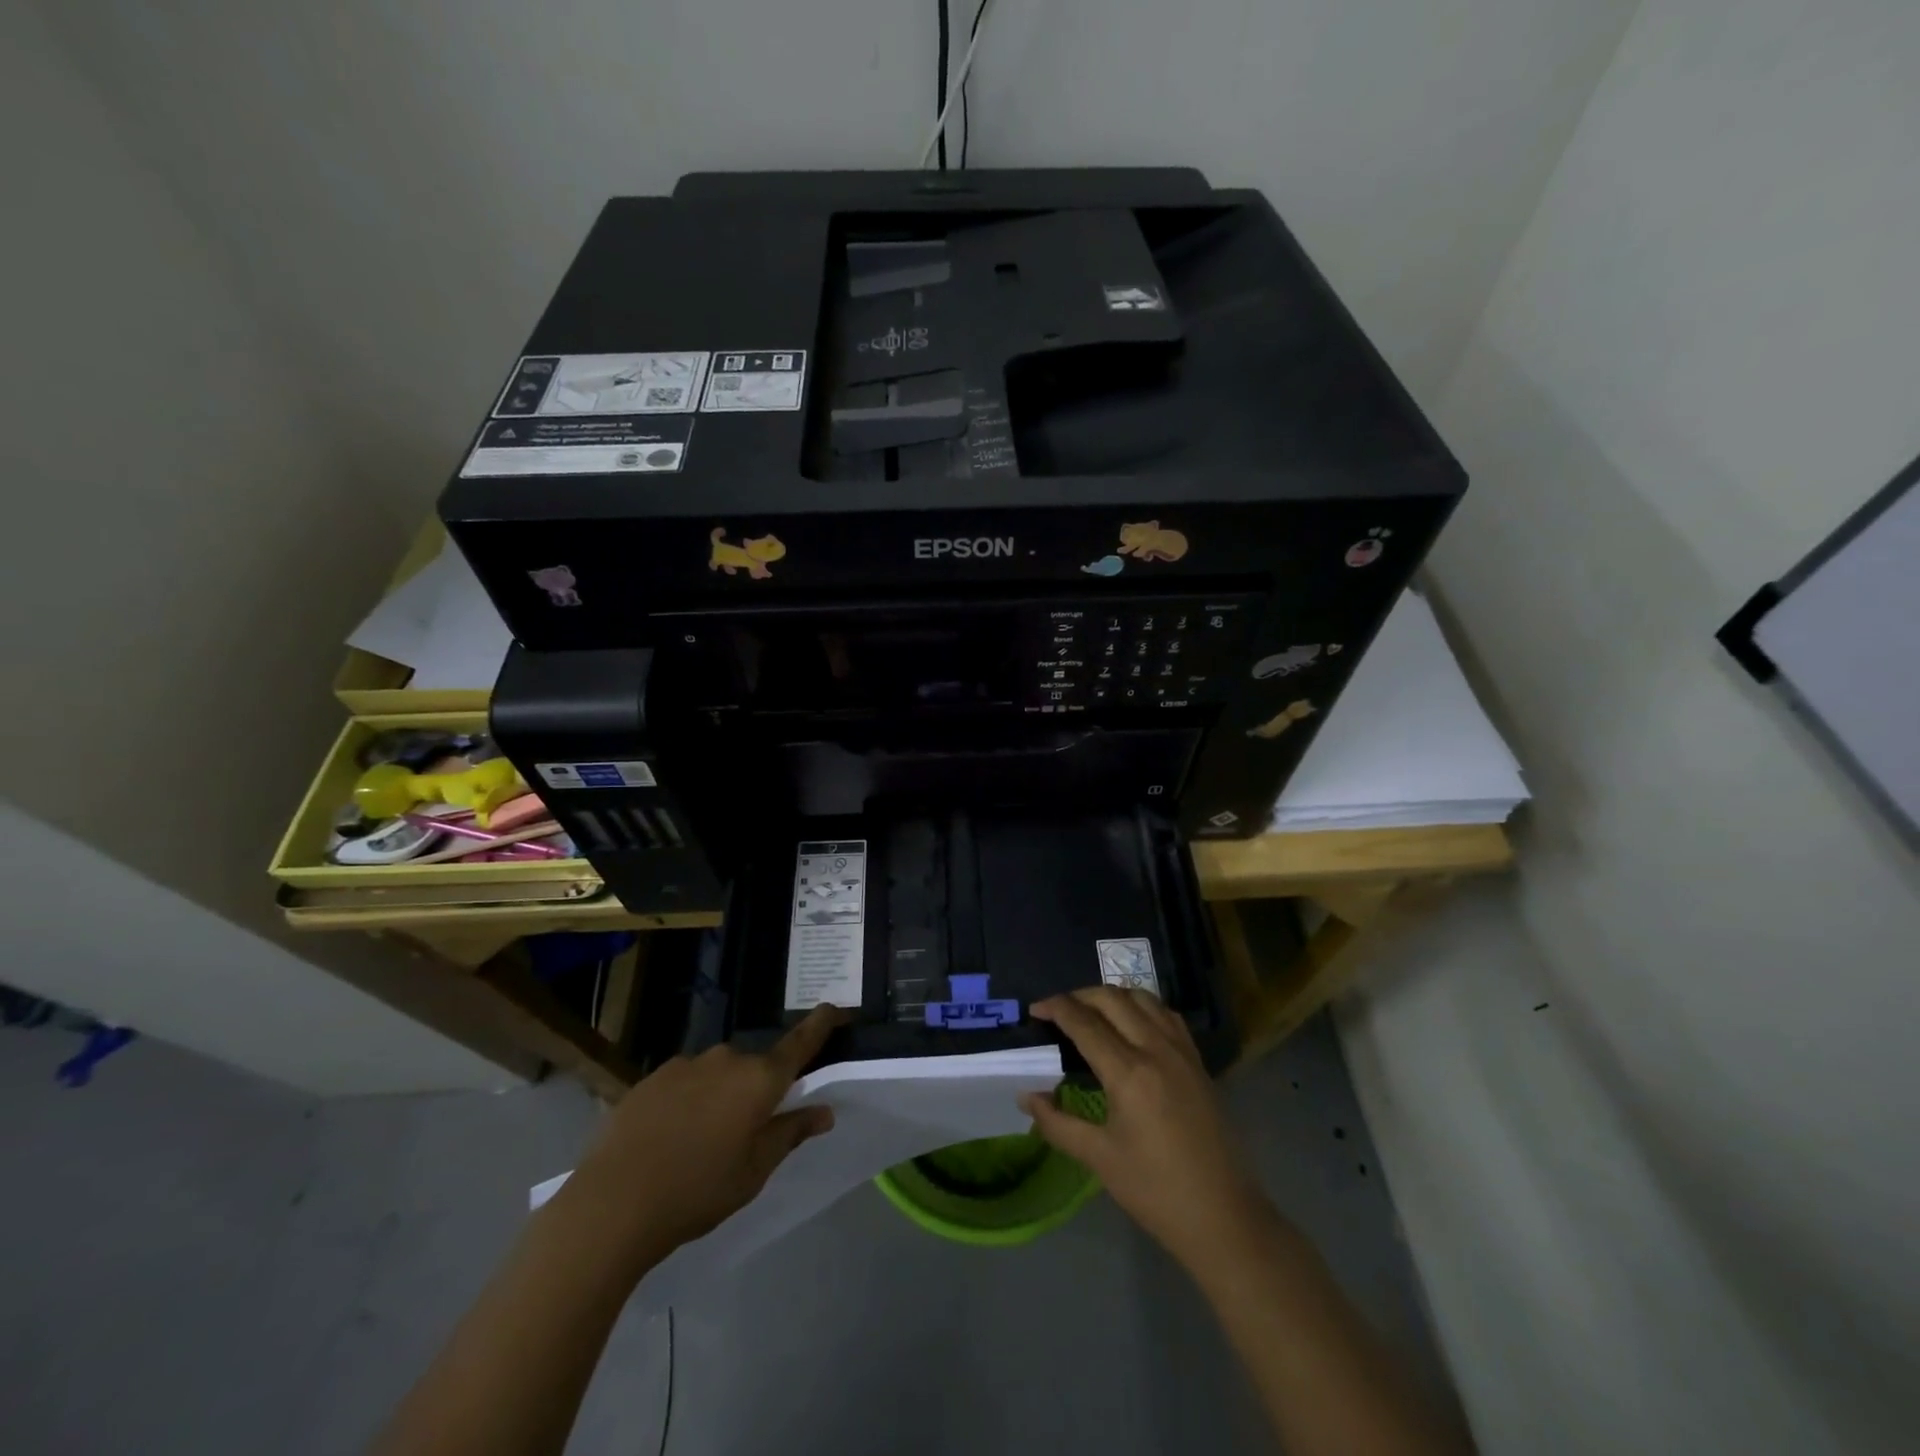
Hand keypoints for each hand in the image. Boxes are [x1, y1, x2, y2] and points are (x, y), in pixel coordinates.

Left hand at [562, 1005, 848, 1272]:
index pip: (800, 1043)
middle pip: (754, 1066)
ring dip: (719, 1096)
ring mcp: (685, 1065)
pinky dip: (687, 1102)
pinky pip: (684, 1083)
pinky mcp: (650, 1078)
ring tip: (699, 1143)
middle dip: (756, 1090)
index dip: (821, 1024)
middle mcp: (726, 1059)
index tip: (836, 1007)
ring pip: (716, 1074)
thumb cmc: (697, 1191)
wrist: (612, 1204)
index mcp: (759, 1079)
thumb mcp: (753, 1172)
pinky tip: (668, 1139)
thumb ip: (790, 1134)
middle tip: (746, 1132)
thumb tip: (824, 1111)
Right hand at [1021, 988, 1274, 1274]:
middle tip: (1059, 1010)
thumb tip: (1027, 1097)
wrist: (1224, 1217)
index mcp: (1129, 1072)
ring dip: (1112, 996)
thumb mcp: (1099, 1158)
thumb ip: (1057, 1123)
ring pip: (1143, 998)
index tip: (1035, 1009)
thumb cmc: (1155, 1191)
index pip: (1084, 1022)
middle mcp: (1156, 1049)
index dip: (1056, 1008)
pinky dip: (1142, 1006)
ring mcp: (1182, 1052)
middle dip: (1080, 996)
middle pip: (1113, 998)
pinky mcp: (1198, 1062)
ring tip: (1092, 1012)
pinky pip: (1166, 1015)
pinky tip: (1132, 1025)